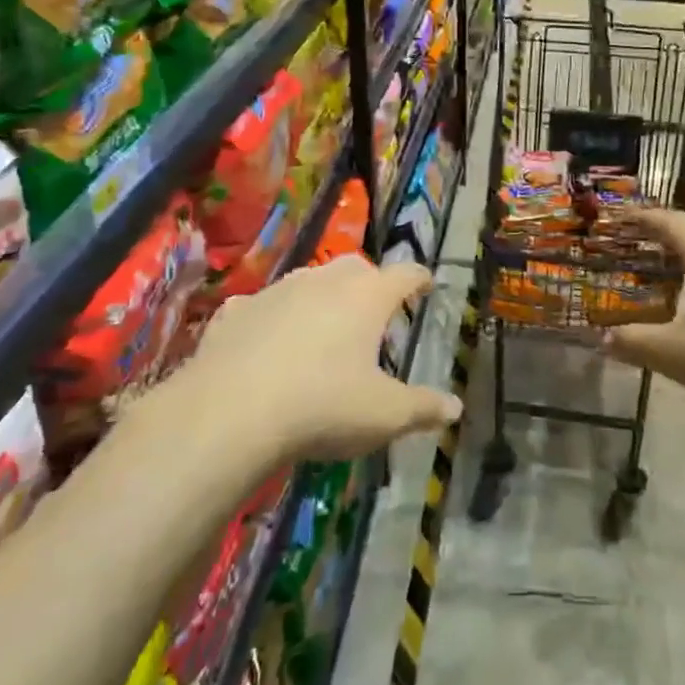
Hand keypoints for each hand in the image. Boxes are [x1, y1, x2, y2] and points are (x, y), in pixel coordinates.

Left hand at [185, 255, 462, 460]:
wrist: (229, 412)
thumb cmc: (323, 406)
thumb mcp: (384, 415)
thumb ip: (423, 408)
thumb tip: (455, 408)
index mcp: (368, 296)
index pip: (405, 274)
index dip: (419, 278)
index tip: (426, 283)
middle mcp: (325, 280)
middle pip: (356, 268)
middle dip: (369, 284)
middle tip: (374, 310)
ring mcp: (277, 290)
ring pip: (309, 280)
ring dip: (321, 296)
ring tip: (323, 325)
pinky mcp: (236, 310)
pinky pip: (262, 306)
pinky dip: (271, 318)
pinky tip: (266, 341)